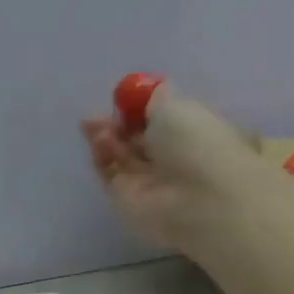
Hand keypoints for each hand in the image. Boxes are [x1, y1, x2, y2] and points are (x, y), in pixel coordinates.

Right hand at [81, 83, 265, 255]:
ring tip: (96, 126)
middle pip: (137, 136)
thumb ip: (155, 98)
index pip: (163, 118)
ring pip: (120, 153)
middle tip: (98, 113)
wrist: (197, 200)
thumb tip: (149, 93)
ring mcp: (148, 179)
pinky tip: (101, 142)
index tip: (124, 96)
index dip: (142, 107)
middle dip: (117, 122)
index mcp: (195, 132)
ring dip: (106, 136)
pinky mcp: (126, 197)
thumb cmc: (197, 145)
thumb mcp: (177, 106)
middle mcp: (172, 156)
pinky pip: (109, 172)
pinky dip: (102, 156)